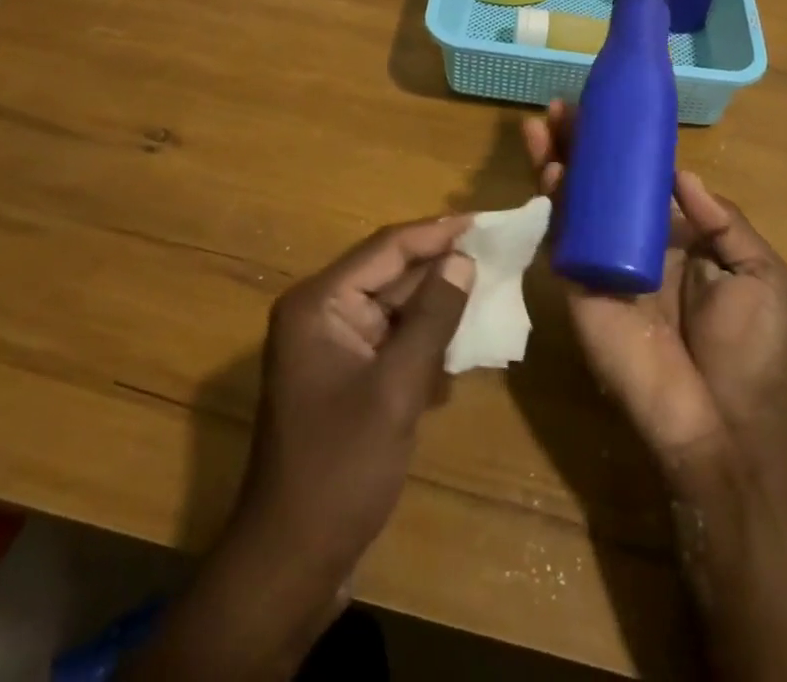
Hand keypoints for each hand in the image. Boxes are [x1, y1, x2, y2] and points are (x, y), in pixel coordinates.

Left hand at [140, 217, 474, 679]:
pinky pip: (391, 340)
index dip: (437, 233)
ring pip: (395, 307)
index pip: (386, 248)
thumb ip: (433, 318)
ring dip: (437, 304)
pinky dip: (424, 339)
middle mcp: (320, 313)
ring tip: (490, 289)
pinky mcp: (345, 376)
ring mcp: (332, 346)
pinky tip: (462, 344)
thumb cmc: (340, 469)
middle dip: (441, 267)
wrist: (291, 563)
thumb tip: (463, 260)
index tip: (484, 222)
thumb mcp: (396, 388)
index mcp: (319, 303)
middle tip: (496, 254)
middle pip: (390, 273)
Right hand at [524, 102, 786, 464]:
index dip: (621, 145)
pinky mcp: (578, 286)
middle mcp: (633, 242)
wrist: (723, 425)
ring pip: (573, 201)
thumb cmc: (752, 350)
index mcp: (677, 236)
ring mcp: (601, 262)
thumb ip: (724, 220)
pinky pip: (561, 238)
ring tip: (540, 123)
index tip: (605, 109)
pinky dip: (552, 202)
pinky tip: (548, 169)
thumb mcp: (760, 274)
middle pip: (598, 182)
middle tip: (559, 108)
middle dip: (578, 144)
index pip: (640, 179)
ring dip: (555, 161)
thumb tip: (680, 174)